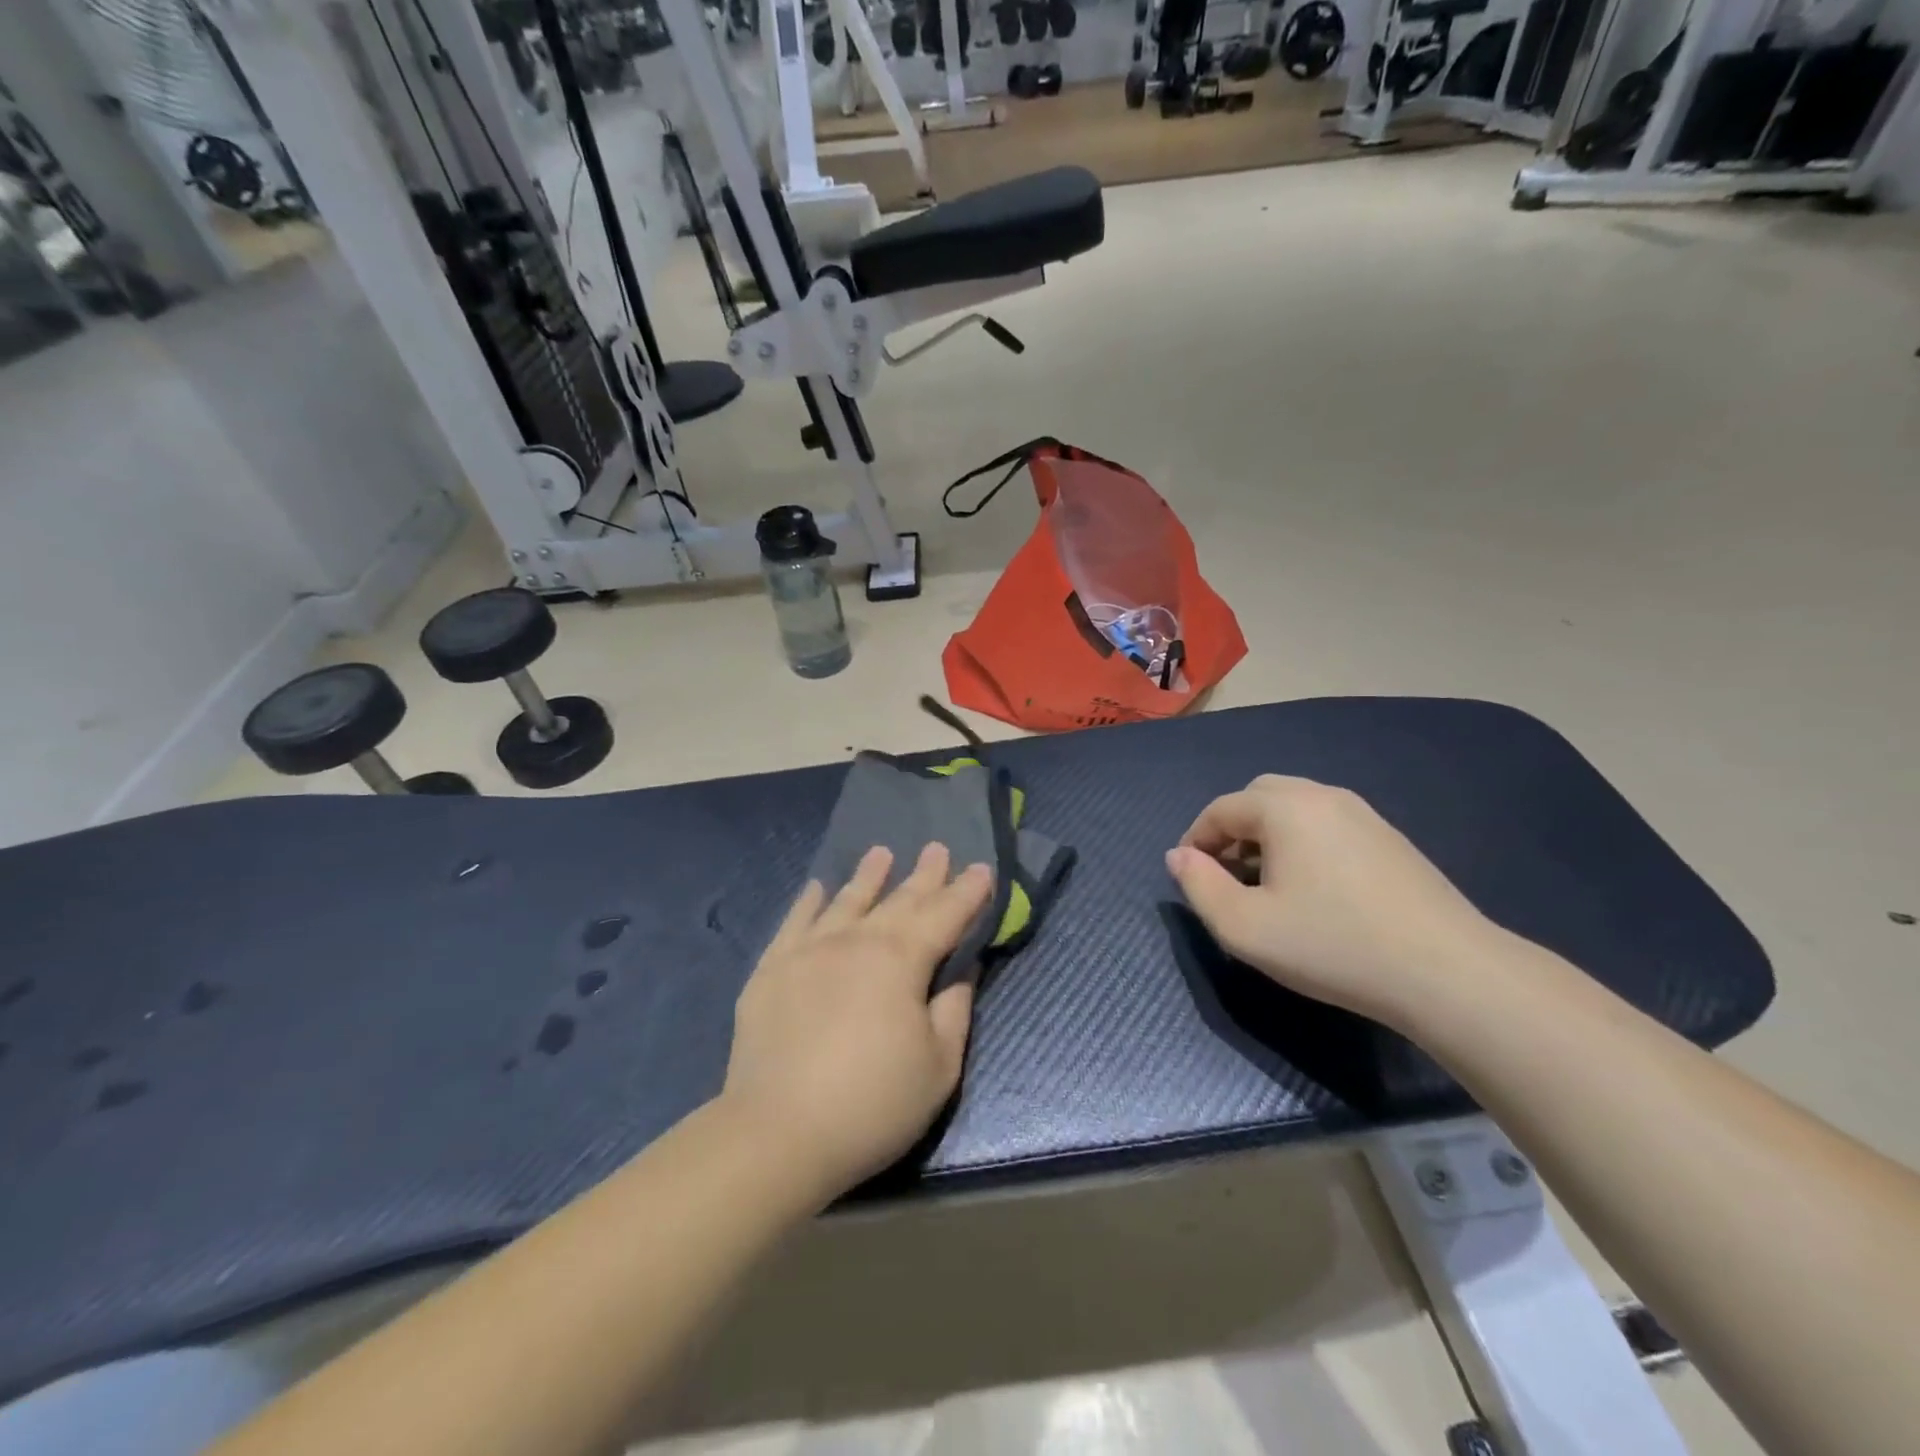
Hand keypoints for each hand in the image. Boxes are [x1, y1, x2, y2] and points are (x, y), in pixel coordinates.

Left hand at [721, 844, 993, 1207]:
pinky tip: (817, 887)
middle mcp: (856, 941)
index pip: (944, 915)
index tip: (982, 869)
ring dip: (868, 876)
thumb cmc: (872, 1105)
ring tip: (881, 853)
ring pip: (846, 901)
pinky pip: (795, 922)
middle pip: (898, 900)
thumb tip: (963, 969)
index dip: (967, 892)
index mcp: (901, 960)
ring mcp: (808, 951)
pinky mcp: (772, 969)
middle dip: (924, 875)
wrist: (778, 1134)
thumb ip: (954, 1010)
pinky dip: (809, 901)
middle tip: (938, 847)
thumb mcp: (938, 1066)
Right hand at [1164, 776, 1497, 1025]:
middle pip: (1259, 797)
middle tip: (1226, 875)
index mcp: (1284, 807)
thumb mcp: (1244, 927)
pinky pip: (1328, 825)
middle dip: (1232, 830)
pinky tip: (1314, 890)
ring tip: (1267, 885)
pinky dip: (1303, 843)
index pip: (1220, 810)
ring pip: (1296, 809)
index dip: (1195, 840)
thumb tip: (1179, 856)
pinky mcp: (1391, 839)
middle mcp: (1323, 796)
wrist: (1447, 972)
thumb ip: (1199, 886)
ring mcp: (1364, 815)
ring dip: (1268, 836)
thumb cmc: (1331, 945)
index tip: (1190, 877)